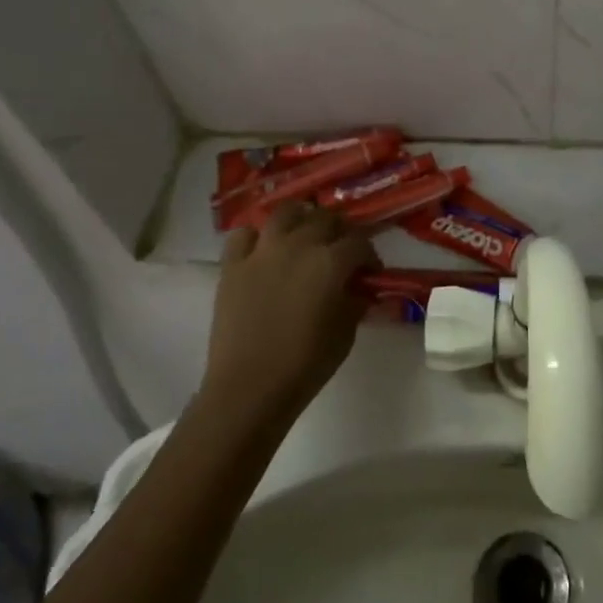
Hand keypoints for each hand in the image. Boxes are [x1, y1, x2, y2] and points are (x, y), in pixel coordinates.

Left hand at [200, 202, 377, 430]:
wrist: (248, 389)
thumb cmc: (304, 365)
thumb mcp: (345, 334)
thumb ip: (356, 301)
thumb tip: (359, 288)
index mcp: (330, 262)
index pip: (360, 242)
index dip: (369, 255)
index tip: (370, 272)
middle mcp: (298, 245)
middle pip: (326, 218)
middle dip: (339, 232)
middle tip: (340, 251)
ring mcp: (262, 251)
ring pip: (285, 213)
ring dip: (301, 219)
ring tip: (304, 235)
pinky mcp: (232, 265)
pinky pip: (244, 234)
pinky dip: (256, 237)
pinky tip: (263, 250)